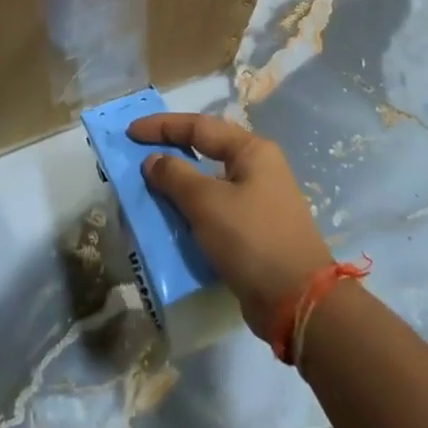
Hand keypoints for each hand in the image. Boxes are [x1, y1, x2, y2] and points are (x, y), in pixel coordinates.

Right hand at [129, 112, 332, 338]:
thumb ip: (175, 176)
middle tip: (137, 155)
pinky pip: (215, 209)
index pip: (199, 126)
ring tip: (148, 187)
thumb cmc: (251, 239)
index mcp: (252, 151)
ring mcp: (258, 200)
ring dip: (179, 184)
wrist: (297, 301)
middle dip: (171, 151)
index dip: (162, 126)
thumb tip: (153, 161)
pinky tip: (172, 220)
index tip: (130, 132)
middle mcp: (258, 169)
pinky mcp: (254, 230)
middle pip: (206, 150)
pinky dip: (191, 210)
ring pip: (209, 182)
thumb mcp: (207, 203)